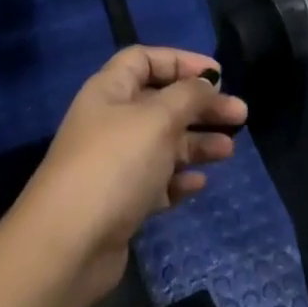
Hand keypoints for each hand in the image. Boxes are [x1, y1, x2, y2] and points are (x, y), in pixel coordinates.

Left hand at [15, 45, 248, 306]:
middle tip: (240, 115)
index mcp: (110, 91)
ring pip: (163, 143)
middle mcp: (110, 122)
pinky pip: (156, 181)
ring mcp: (114, 164)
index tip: (218, 75)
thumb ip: (188, 96)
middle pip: (161, 102)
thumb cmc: (115, 165)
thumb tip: (206, 83)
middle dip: (201, 106)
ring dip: (196, 143)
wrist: (67, 246)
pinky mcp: (119, 202)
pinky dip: (178, 178)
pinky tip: (199, 183)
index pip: (145, 59)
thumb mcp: (158, 118)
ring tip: (229, 150)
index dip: (181, 61)